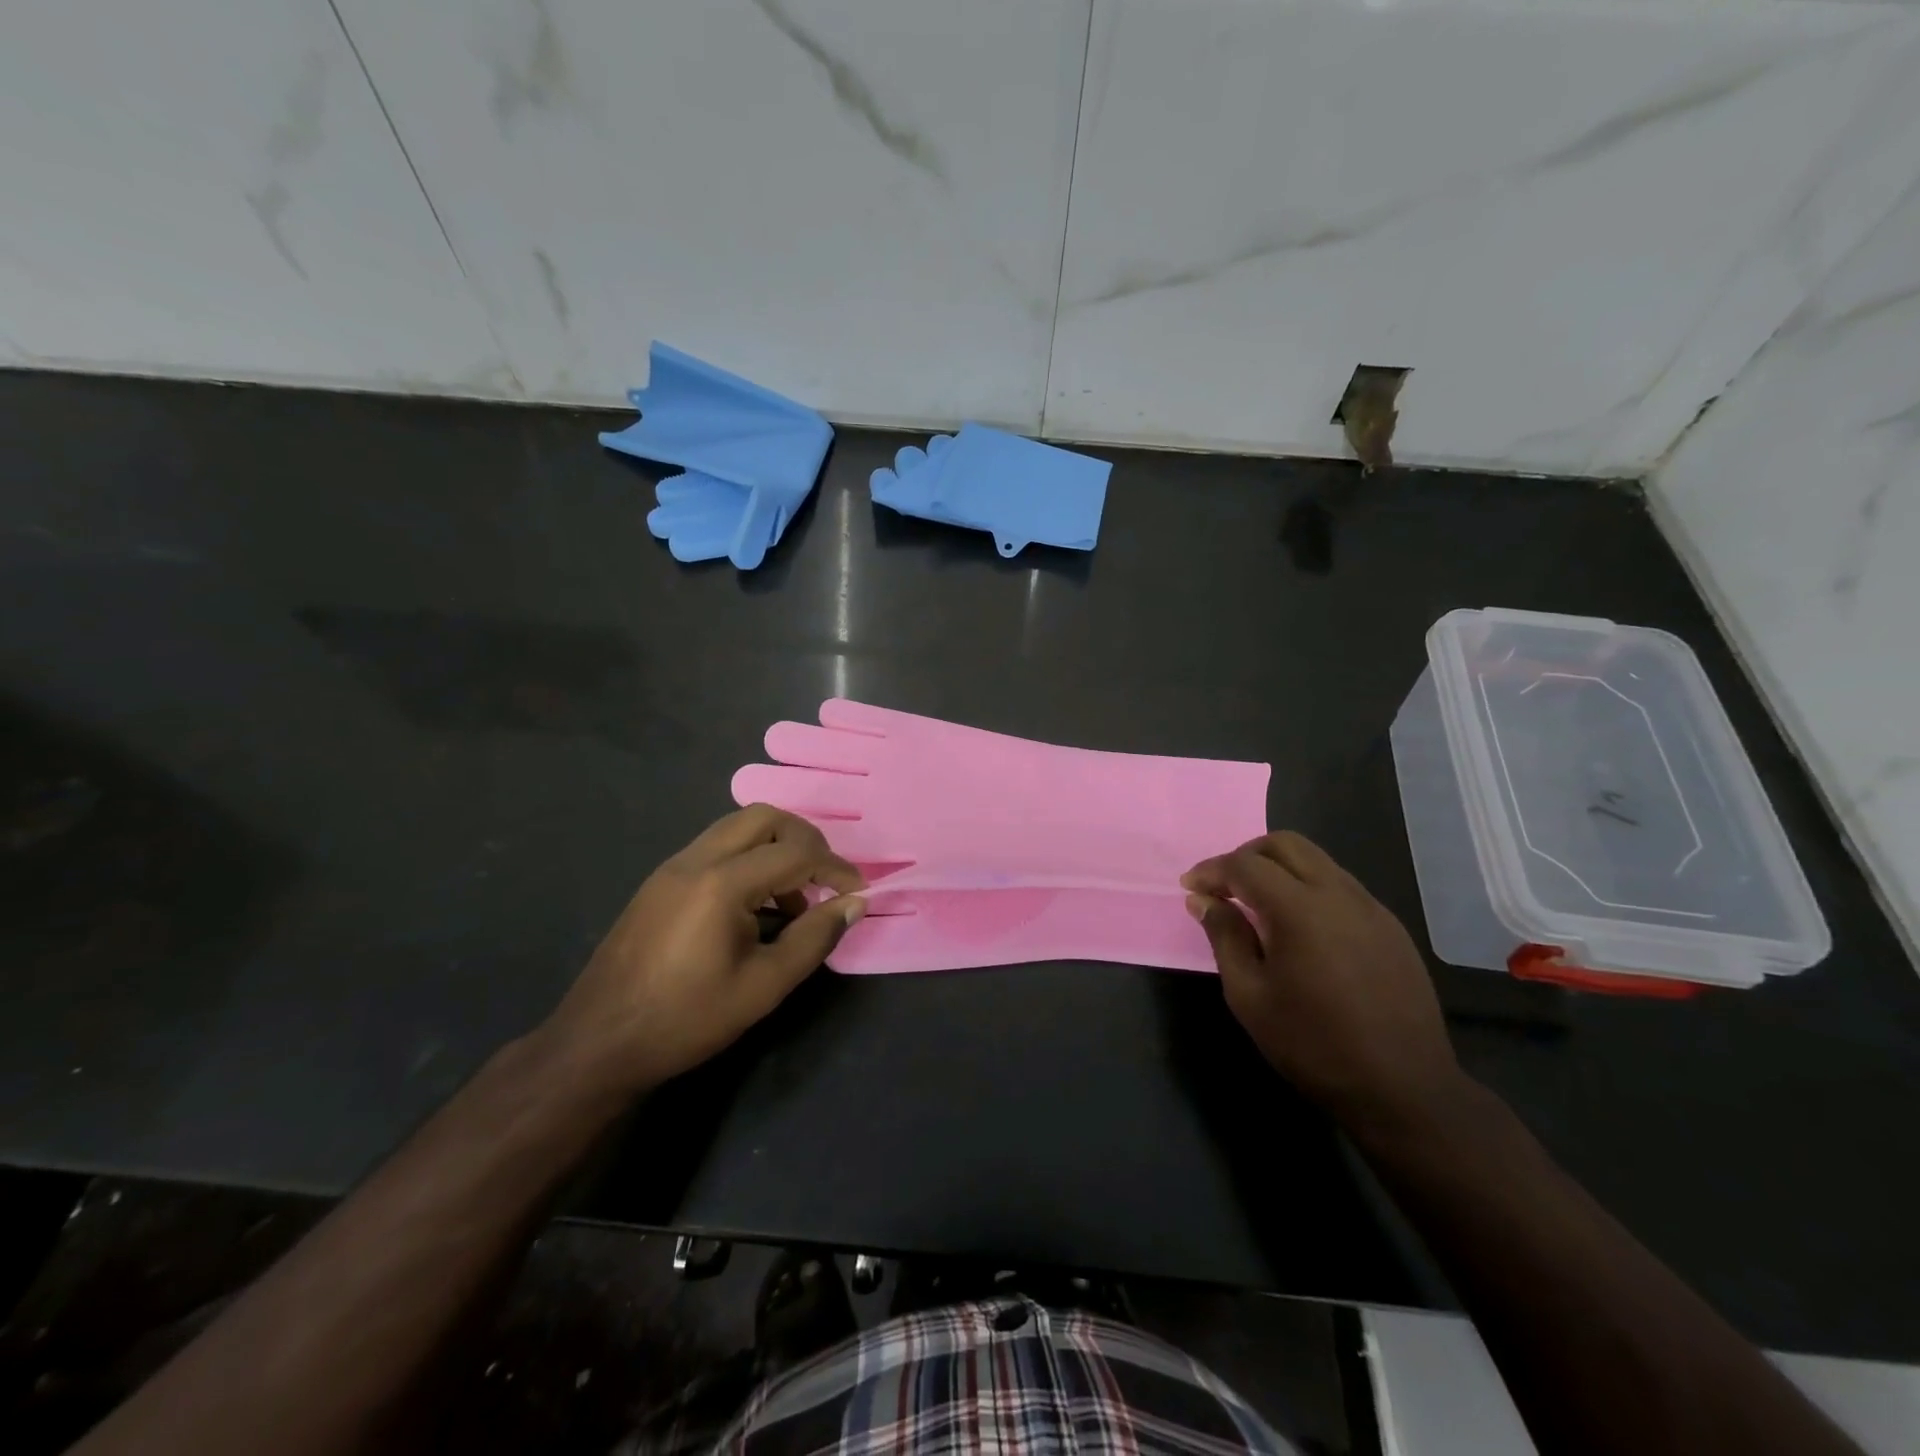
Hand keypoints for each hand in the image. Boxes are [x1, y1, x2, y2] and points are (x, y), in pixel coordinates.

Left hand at [543, 805, 865, 1091]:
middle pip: (765, 817)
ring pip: (737, 828)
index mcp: (722, 882)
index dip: (835, 868)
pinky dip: (748, 860)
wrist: (597, 1043)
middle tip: (824, 880)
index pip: (796, 852)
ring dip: (775, 848)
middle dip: (805, 840)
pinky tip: (754, 908)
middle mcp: (696, 859)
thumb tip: (854, 904)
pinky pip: (716, 849)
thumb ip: (814, 938)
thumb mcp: (764, 986)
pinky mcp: (660, 881)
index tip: (857, 893)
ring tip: (792, 901)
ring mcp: (673, 867)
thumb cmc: (686, 1018)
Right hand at [1182, 831, 1461, 1130]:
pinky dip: (1308, 888)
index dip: (1212, 871)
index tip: (1190, 888)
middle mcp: (1339, 894)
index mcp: (1300, 909)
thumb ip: (1225, 937)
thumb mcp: (1249, 996)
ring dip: (1279, 869)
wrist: (1404, 1089)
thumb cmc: (1313, 1044)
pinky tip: (1299, 928)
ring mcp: (1371, 908)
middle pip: (1285, 844)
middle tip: (1224, 887)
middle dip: (1246, 856)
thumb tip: (1204, 900)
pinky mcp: (1390, 927)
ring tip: (1257, 904)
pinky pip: (1340, 886)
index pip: (1246, 865)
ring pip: (1316, 861)